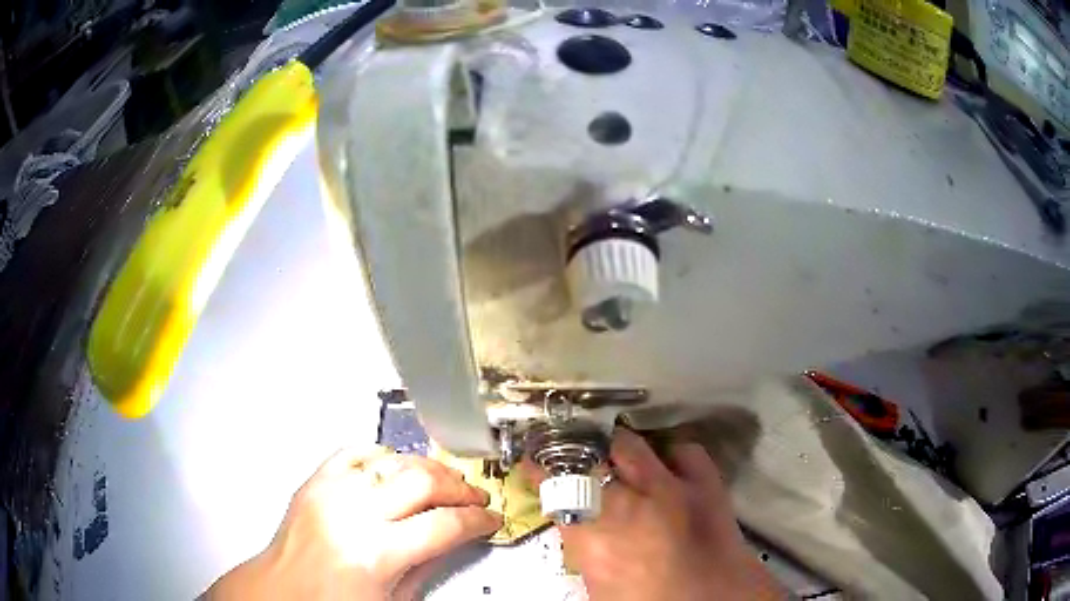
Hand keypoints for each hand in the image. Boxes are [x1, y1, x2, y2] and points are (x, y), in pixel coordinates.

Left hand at [207, 446, 502, 599]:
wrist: (281, 593)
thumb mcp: (392, 600)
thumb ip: (425, 566)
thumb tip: (452, 539)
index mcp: (375, 553)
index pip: (445, 524)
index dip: (477, 519)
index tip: (490, 519)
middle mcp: (351, 514)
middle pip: (423, 482)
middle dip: (459, 488)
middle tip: (474, 498)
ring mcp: (330, 492)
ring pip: (393, 460)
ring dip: (428, 469)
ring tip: (444, 481)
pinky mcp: (314, 482)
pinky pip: (355, 452)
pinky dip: (382, 455)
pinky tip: (396, 466)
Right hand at [527, 428, 782, 600]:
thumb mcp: (599, 583)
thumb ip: (585, 548)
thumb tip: (577, 526)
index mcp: (594, 535)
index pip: (554, 487)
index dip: (541, 471)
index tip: (534, 465)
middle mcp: (627, 502)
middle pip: (588, 457)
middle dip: (576, 454)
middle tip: (574, 458)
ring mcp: (670, 488)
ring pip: (630, 445)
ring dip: (617, 448)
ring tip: (614, 454)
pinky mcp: (706, 483)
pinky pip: (684, 451)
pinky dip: (671, 454)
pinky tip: (668, 463)